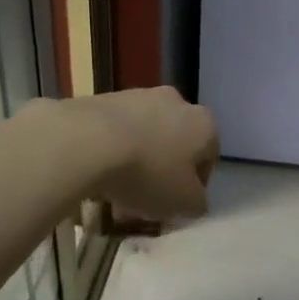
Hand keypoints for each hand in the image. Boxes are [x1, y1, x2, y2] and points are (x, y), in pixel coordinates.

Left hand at [74, 87, 219, 221]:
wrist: (89, 140)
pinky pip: (116, 129)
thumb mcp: (184, 203)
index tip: (177, 204)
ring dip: (137, 157)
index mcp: (204, 124)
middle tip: (147, 195)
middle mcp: (177, 101)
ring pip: (145, 133)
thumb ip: (197, 203)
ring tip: (117, 188)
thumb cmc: (148, 173)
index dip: (195, 185)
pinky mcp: (106, 97)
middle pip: (176, 141)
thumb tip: (195, 200)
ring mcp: (139, 95)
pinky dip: (112, 147)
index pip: (209, 157)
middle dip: (164, 167)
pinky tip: (97, 171)